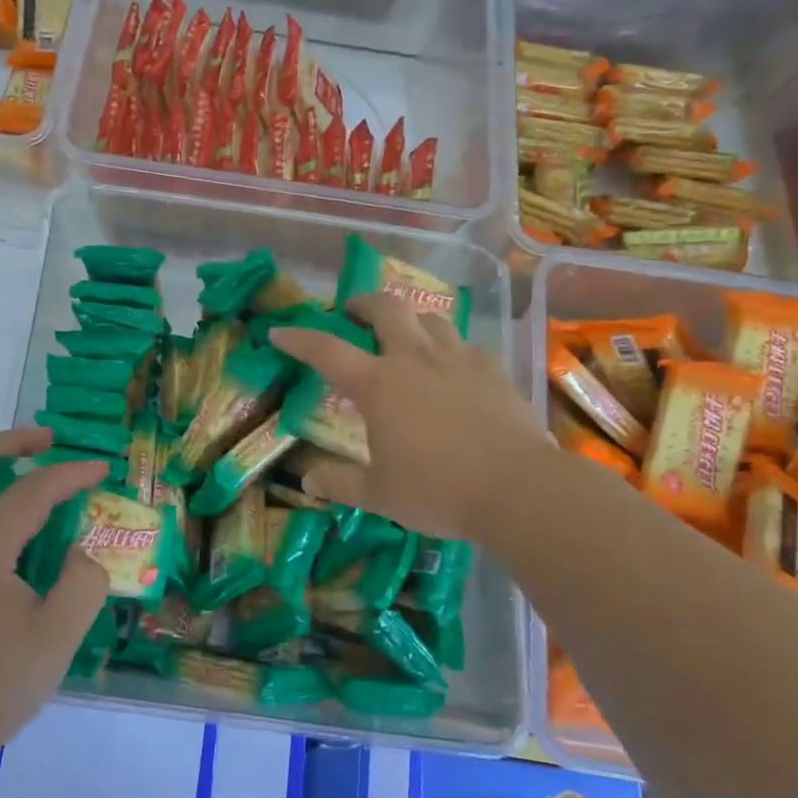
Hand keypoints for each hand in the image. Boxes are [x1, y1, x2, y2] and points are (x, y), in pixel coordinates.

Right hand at [271, 294, 551, 541]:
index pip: (326, 350)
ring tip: (406, 341)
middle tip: (354, 314)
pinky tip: (453, 372)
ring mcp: (458, 359)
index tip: (279, 332)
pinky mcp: (493, 369)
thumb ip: (339, 483)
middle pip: (387, 308)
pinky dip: (450, 350)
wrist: (517, 488)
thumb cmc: (437, 490)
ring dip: (411, 322)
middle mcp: (415, 359)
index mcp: (378, 384)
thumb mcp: (378, 494)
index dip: (299, 338)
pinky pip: (465, 345)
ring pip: (430, 318)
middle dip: (364, 303)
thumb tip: (307, 480)